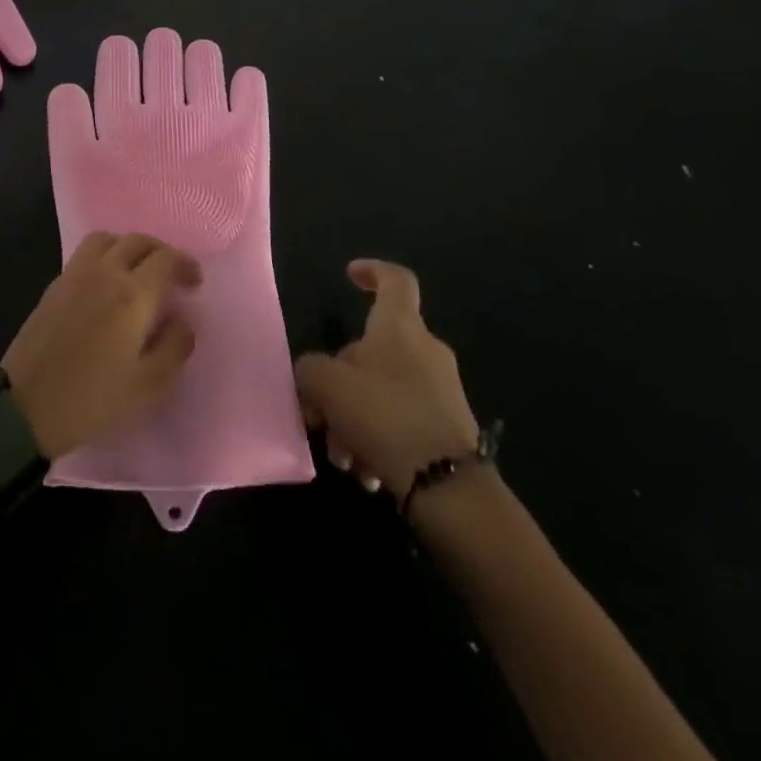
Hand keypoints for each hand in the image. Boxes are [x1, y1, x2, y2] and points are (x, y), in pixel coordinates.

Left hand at [1, 232, 201, 458]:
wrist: (25, 407)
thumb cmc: (92, 399)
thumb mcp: (148, 385)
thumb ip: (174, 347)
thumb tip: (183, 321)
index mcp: (132, 294)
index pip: (166, 259)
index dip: (185, 264)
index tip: (194, 282)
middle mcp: (104, 272)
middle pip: (137, 241)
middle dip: (160, 252)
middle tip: (172, 276)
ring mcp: (75, 275)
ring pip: (108, 239)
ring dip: (129, 247)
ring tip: (138, 273)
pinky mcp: (54, 285)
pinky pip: (86, 253)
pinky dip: (105, 256)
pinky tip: (108, 285)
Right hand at [294, 260, 480, 503]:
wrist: (450, 489)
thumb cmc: (385, 417)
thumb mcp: (327, 386)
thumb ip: (310, 370)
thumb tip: (313, 375)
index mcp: (401, 327)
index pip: (395, 280)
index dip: (372, 271)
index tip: (350, 275)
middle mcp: (425, 351)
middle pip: (373, 348)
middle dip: (340, 381)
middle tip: (319, 414)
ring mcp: (441, 391)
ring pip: (383, 391)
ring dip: (354, 419)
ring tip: (343, 458)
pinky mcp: (449, 430)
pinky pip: (401, 422)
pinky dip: (378, 441)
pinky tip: (367, 474)